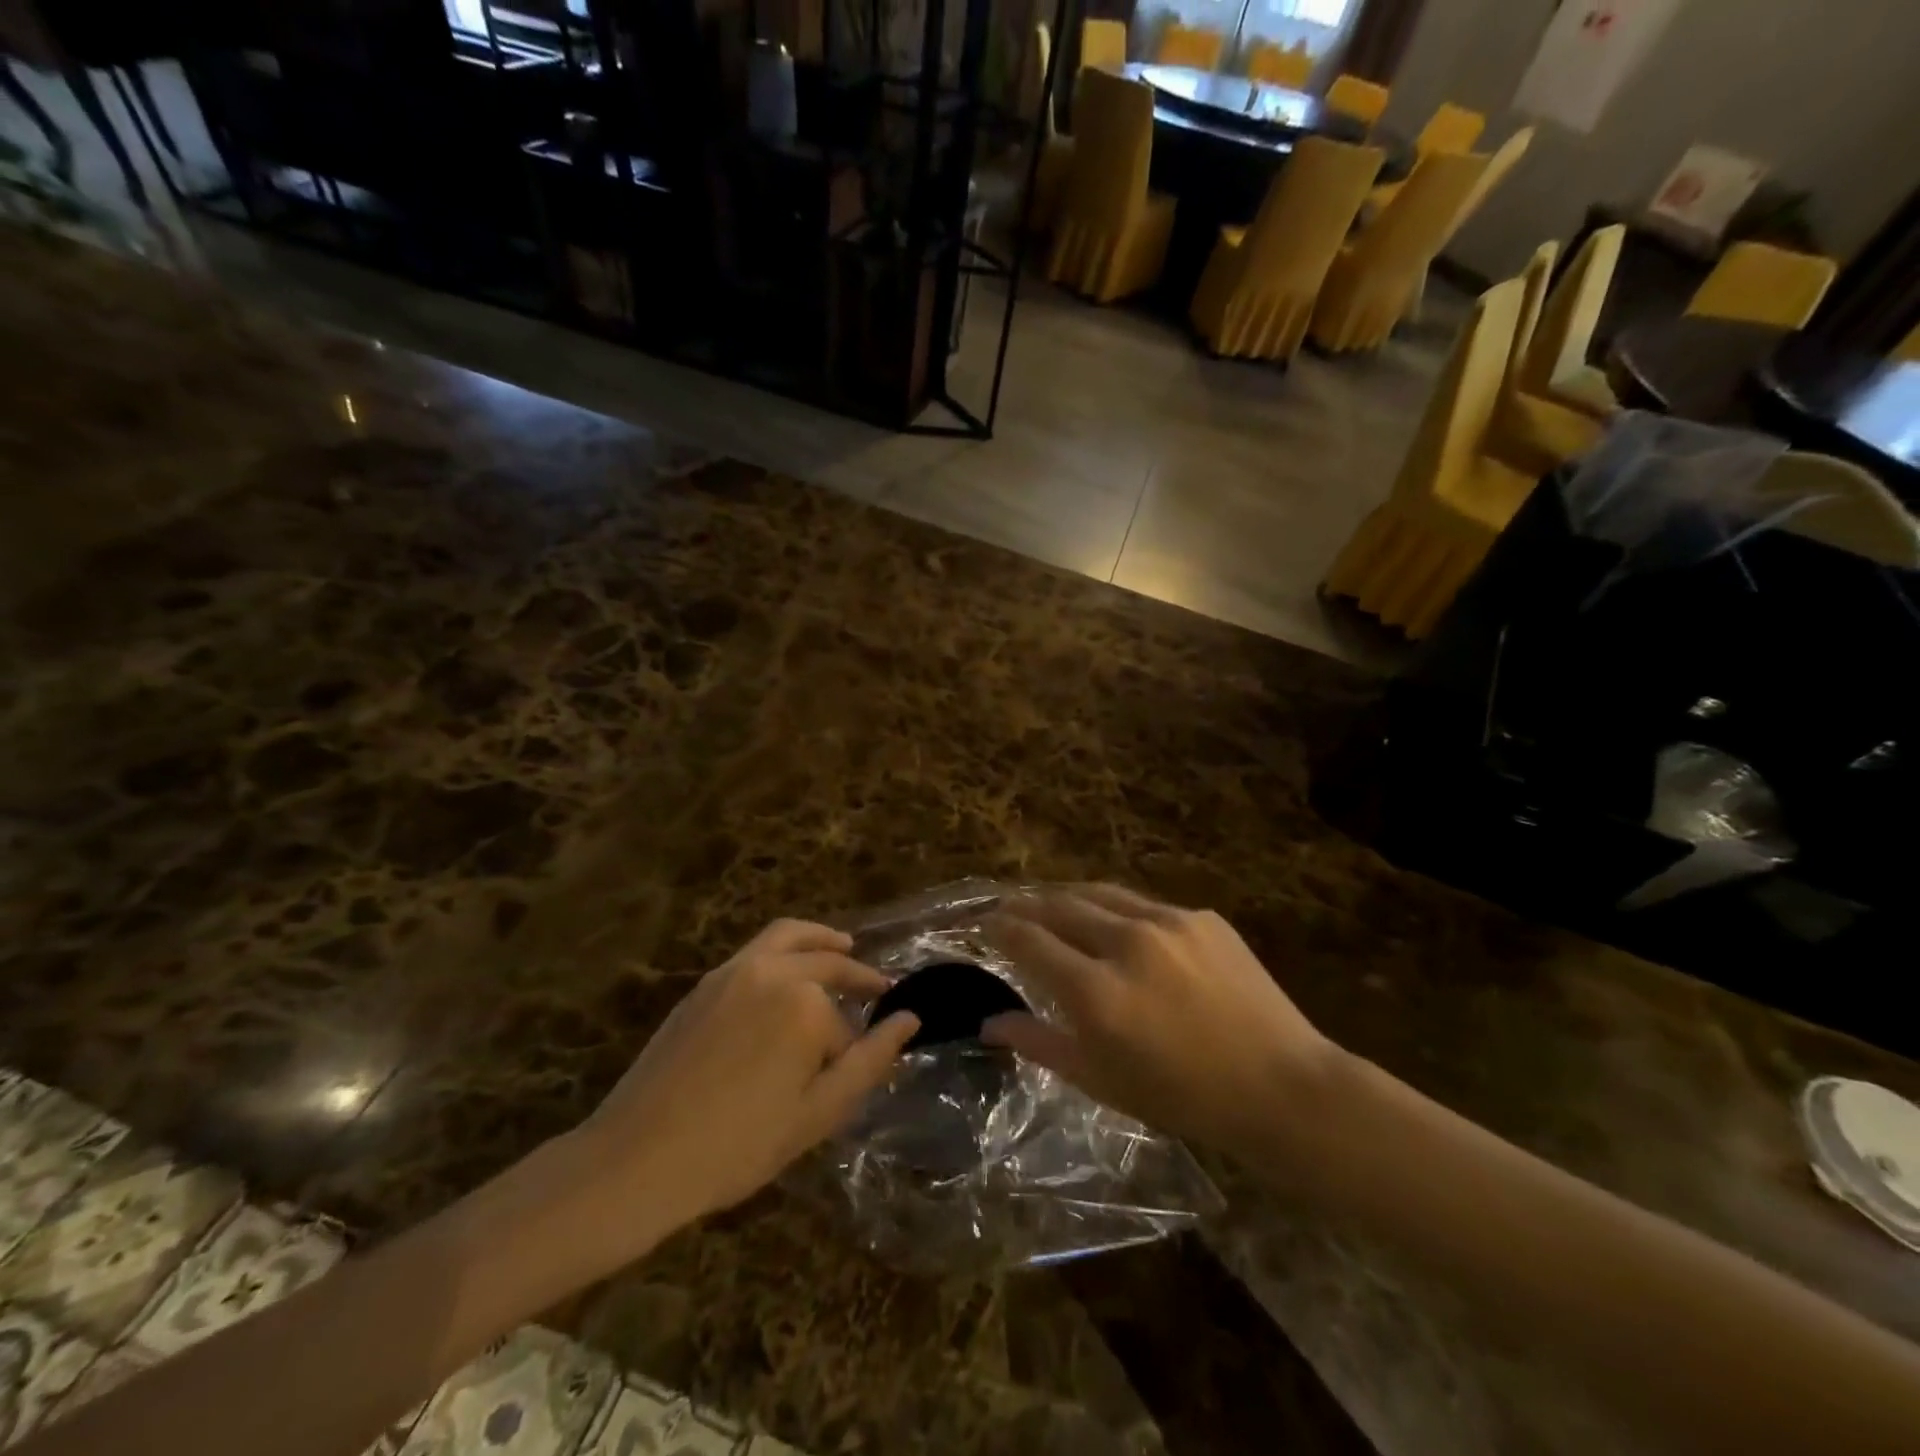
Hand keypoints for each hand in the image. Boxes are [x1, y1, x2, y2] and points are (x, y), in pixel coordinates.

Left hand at [572, 919, 918, 1236]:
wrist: (637, 1159)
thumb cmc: (738, 1145)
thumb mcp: (818, 1114)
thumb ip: (871, 1061)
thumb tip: (910, 1020)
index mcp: (805, 1004)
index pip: (845, 1026)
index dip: (850, 1055)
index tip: (856, 1071)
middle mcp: (773, 972)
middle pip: (828, 962)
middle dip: (856, 976)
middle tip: (878, 989)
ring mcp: (734, 970)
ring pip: (791, 936)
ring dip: (824, 939)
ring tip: (845, 946)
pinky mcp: (706, 982)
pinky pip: (758, 948)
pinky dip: (788, 946)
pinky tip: (790, 973)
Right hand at [982, 886, 1335, 1152]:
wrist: (1281, 1085)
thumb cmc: (1182, 1096)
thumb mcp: (1100, 1080)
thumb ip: (1039, 1042)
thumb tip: (989, 1022)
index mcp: (1096, 991)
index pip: (1028, 940)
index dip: (998, 928)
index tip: (983, 925)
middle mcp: (1126, 943)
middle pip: (1056, 905)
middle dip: (1024, 904)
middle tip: (1006, 908)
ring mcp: (1167, 922)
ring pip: (1097, 893)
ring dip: (1065, 896)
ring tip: (1048, 903)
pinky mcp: (1200, 916)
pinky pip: (1142, 904)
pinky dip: (1115, 910)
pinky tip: (1115, 925)